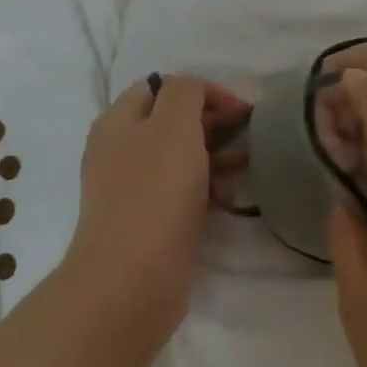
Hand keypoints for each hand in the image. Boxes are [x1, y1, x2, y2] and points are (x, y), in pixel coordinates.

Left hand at [62, 74, 250, 348]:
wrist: (131, 280)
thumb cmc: (154, 193)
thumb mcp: (174, 125)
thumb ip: (186, 93)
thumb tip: (195, 92)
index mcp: (118, 121)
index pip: (162, 86)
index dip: (203, 90)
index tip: (241, 110)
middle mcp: (119, 151)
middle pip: (170, 122)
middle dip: (213, 123)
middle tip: (249, 136)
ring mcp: (131, 190)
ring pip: (179, 159)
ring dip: (215, 156)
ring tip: (248, 166)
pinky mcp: (146, 223)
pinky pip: (180, 193)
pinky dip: (206, 189)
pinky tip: (230, 199)